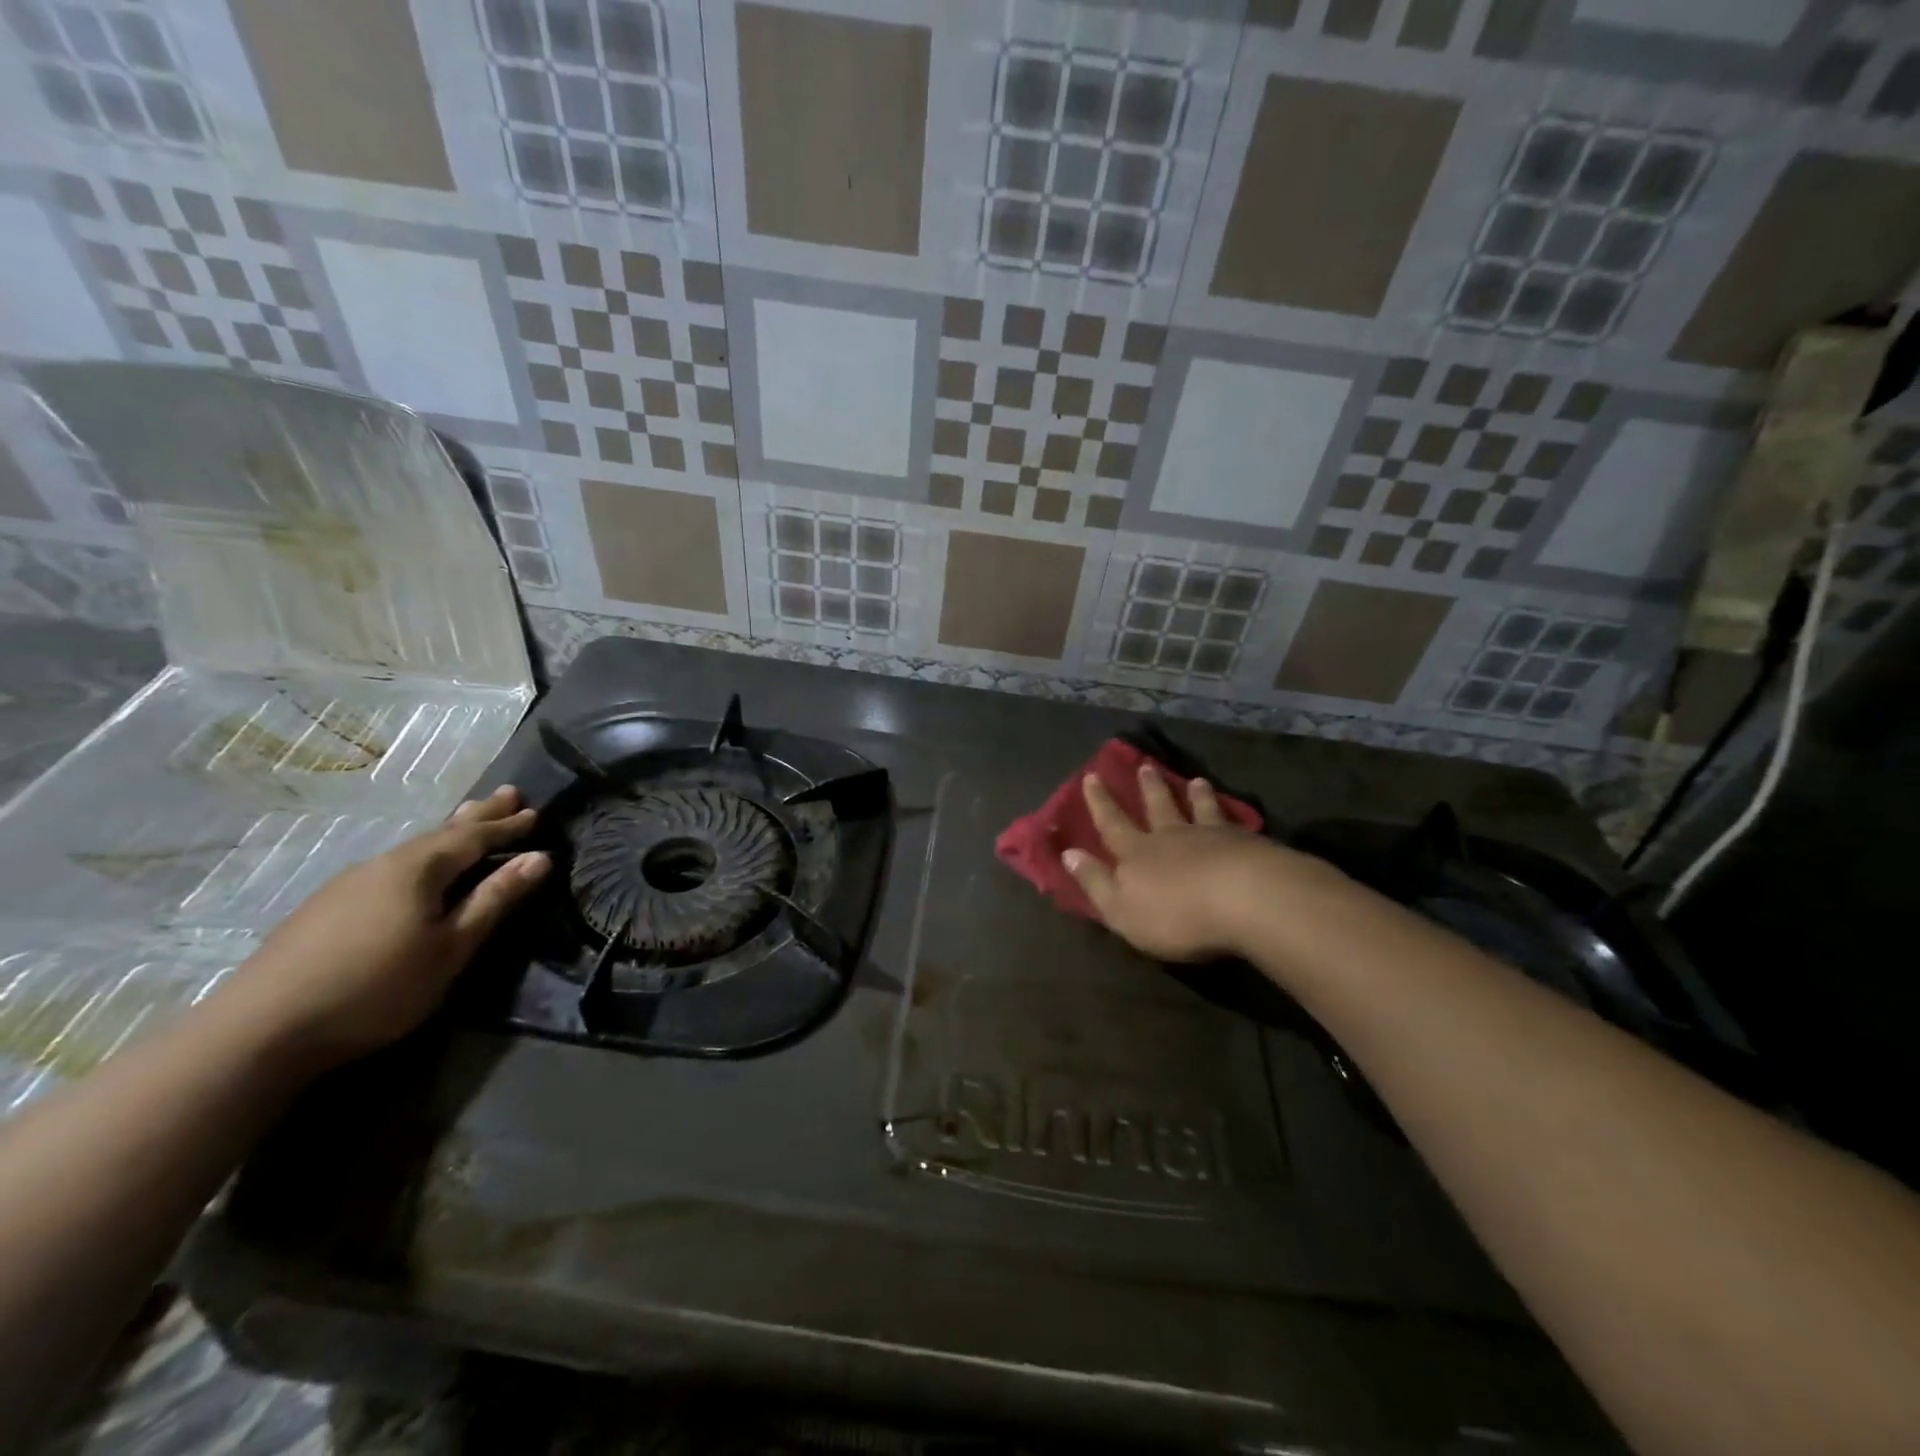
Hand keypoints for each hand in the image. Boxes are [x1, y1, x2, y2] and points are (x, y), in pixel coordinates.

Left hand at [220, 786, 549, 1066]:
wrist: (259, 1030)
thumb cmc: (376, 987)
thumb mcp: (450, 948)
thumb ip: (494, 900)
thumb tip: (539, 858)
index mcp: (418, 869)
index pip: (474, 837)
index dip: (507, 826)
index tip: (535, 811)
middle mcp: (383, 864)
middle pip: (441, 833)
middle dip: (478, 815)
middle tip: (508, 792)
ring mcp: (348, 884)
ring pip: (413, 848)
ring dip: (448, 833)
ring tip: (467, 819)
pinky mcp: (325, 908)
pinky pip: (391, 867)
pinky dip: (421, 856)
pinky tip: (415, 868)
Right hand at [1061, 765, 1312, 961]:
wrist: (1244, 900)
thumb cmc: (1175, 914)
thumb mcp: (1121, 909)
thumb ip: (1095, 882)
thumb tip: (1068, 853)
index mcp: (1137, 854)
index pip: (1112, 824)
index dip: (1100, 803)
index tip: (1091, 776)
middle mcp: (1171, 837)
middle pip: (1157, 807)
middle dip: (1148, 788)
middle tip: (1145, 766)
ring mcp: (1211, 837)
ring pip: (1198, 809)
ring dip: (1193, 795)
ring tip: (1195, 780)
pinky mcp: (1246, 844)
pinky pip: (1232, 823)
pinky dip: (1228, 811)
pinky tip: (1235, 812)